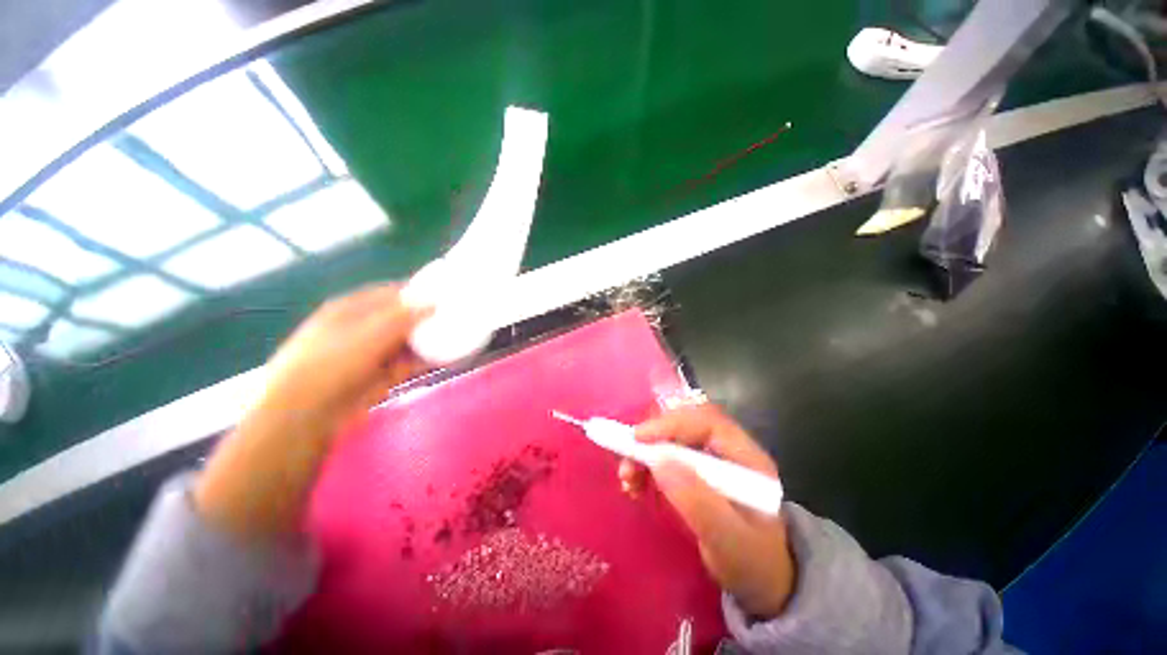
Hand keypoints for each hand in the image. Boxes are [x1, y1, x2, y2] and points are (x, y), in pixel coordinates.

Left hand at [195, 284, 430, 540]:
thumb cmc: (331, 364)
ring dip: (429, 338)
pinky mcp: (380, 375)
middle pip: (401, 317)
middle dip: (426, 316)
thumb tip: (434, 301)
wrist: (308, 415)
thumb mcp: (368, 333)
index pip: (390, 293)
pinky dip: (426, 359)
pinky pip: (409, 361)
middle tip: (455, 314)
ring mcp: (371, 353)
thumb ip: (403, 316)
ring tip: (456, 334)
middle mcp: (362, 328)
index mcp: (351, 309)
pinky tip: (446, 356)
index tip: (444, 292)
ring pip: (407, 340)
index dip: (417, 291)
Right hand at [619, 404, 794, 617]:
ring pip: (672, 440)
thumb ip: (697, 501)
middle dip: (653, 439)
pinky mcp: (698, 472)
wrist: (763, 585)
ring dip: (645, 453)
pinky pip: (667, 457)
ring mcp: (713, 460)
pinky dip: (647, 465)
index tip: (639, 437)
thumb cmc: (751, 564)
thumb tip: (659, 460)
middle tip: (628, 460)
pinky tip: (636, 483)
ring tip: (627, 477)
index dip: (671, 423)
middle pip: (685, 426)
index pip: (707, 422)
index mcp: (747, 458)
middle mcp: (729, 450)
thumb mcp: (727, 540)